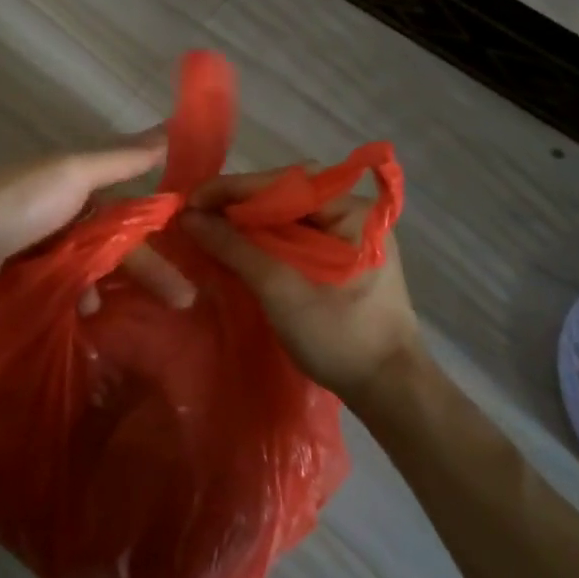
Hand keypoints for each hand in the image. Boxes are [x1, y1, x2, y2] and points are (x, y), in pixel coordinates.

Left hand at [0, 132, 194, 309]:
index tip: (193, 247)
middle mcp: (63, 204)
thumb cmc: (21, 203)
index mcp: (77, 178)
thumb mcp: (75, 173)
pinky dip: (78, 294)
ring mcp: (42, 237)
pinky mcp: (24, 267)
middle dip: (148, 267)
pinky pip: (66, 279)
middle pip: (117, 238)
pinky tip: (87, 313)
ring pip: (92, 262)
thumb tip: (169, 127)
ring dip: (111, 284)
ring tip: (129, 312)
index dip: (161, 223)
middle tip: (184, 300)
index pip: (131, 201)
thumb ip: (121, 158)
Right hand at [179, 167, 420, 404]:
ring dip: (249, 222)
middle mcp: (354, 216)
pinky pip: (296, 237)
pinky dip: (264, 240)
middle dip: (240, 203)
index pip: (287, 183)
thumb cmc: (340, 337)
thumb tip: (189, 217)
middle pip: (288, 195)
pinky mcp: (342, 262)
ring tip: (209, 226)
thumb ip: (236, 249)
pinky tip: (236, 247)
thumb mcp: (281, 291)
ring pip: (289, 217)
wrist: (389, 393)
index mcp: (353, 212)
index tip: (193, 199)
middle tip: (198, 213)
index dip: (235, 189)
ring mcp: (350, 239)